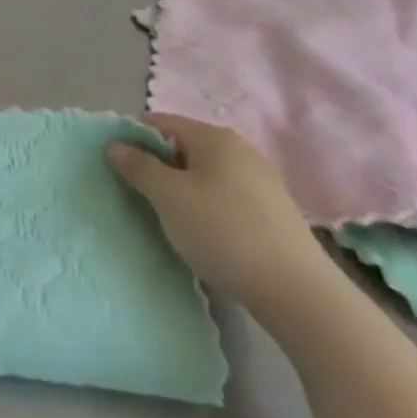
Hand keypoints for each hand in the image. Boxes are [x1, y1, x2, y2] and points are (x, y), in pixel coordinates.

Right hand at [108, 115, 333, 315]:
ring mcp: (260, 181)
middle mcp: (239, 149)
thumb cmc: (223, 232)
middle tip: (139, 196)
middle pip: (183, 148)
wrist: (300, 295)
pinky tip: (204, 237)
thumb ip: (138, 166)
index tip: (117, 167)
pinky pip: (225, 198)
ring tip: (169, 220)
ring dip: (181, 191)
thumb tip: (116, 145)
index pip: (159, 122)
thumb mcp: (168, 197)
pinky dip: (207, 209)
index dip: (133, 140)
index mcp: (213, 136)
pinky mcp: (273, 213)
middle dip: (158, 167)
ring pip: (204, 175)